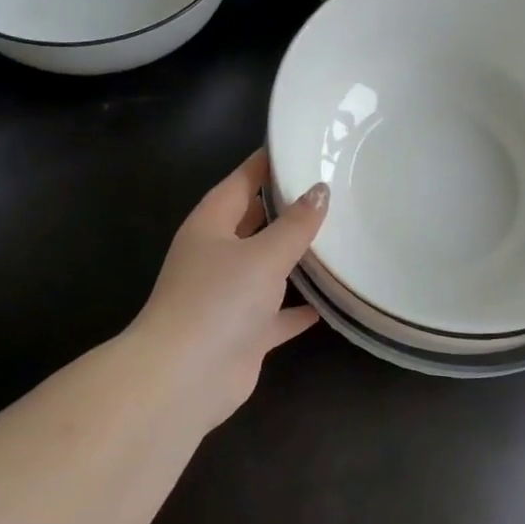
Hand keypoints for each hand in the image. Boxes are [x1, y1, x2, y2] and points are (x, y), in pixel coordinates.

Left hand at [128, 150, 328, 433]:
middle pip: (254, 222)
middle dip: (286, 209)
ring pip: (267, 268)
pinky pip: (276, 314)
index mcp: (210, 225)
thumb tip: (319, 191)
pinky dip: (298, 308)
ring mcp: (228, 296)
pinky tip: (329, 301)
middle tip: (330, 190)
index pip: (241, 181)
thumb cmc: (219, 300)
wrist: (186, 377)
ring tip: (338, 238)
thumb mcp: (263, 254)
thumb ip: (295, 225)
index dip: (267, 163)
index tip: (299, 146)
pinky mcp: (243, 332)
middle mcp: (216, 256)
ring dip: (295, 259)